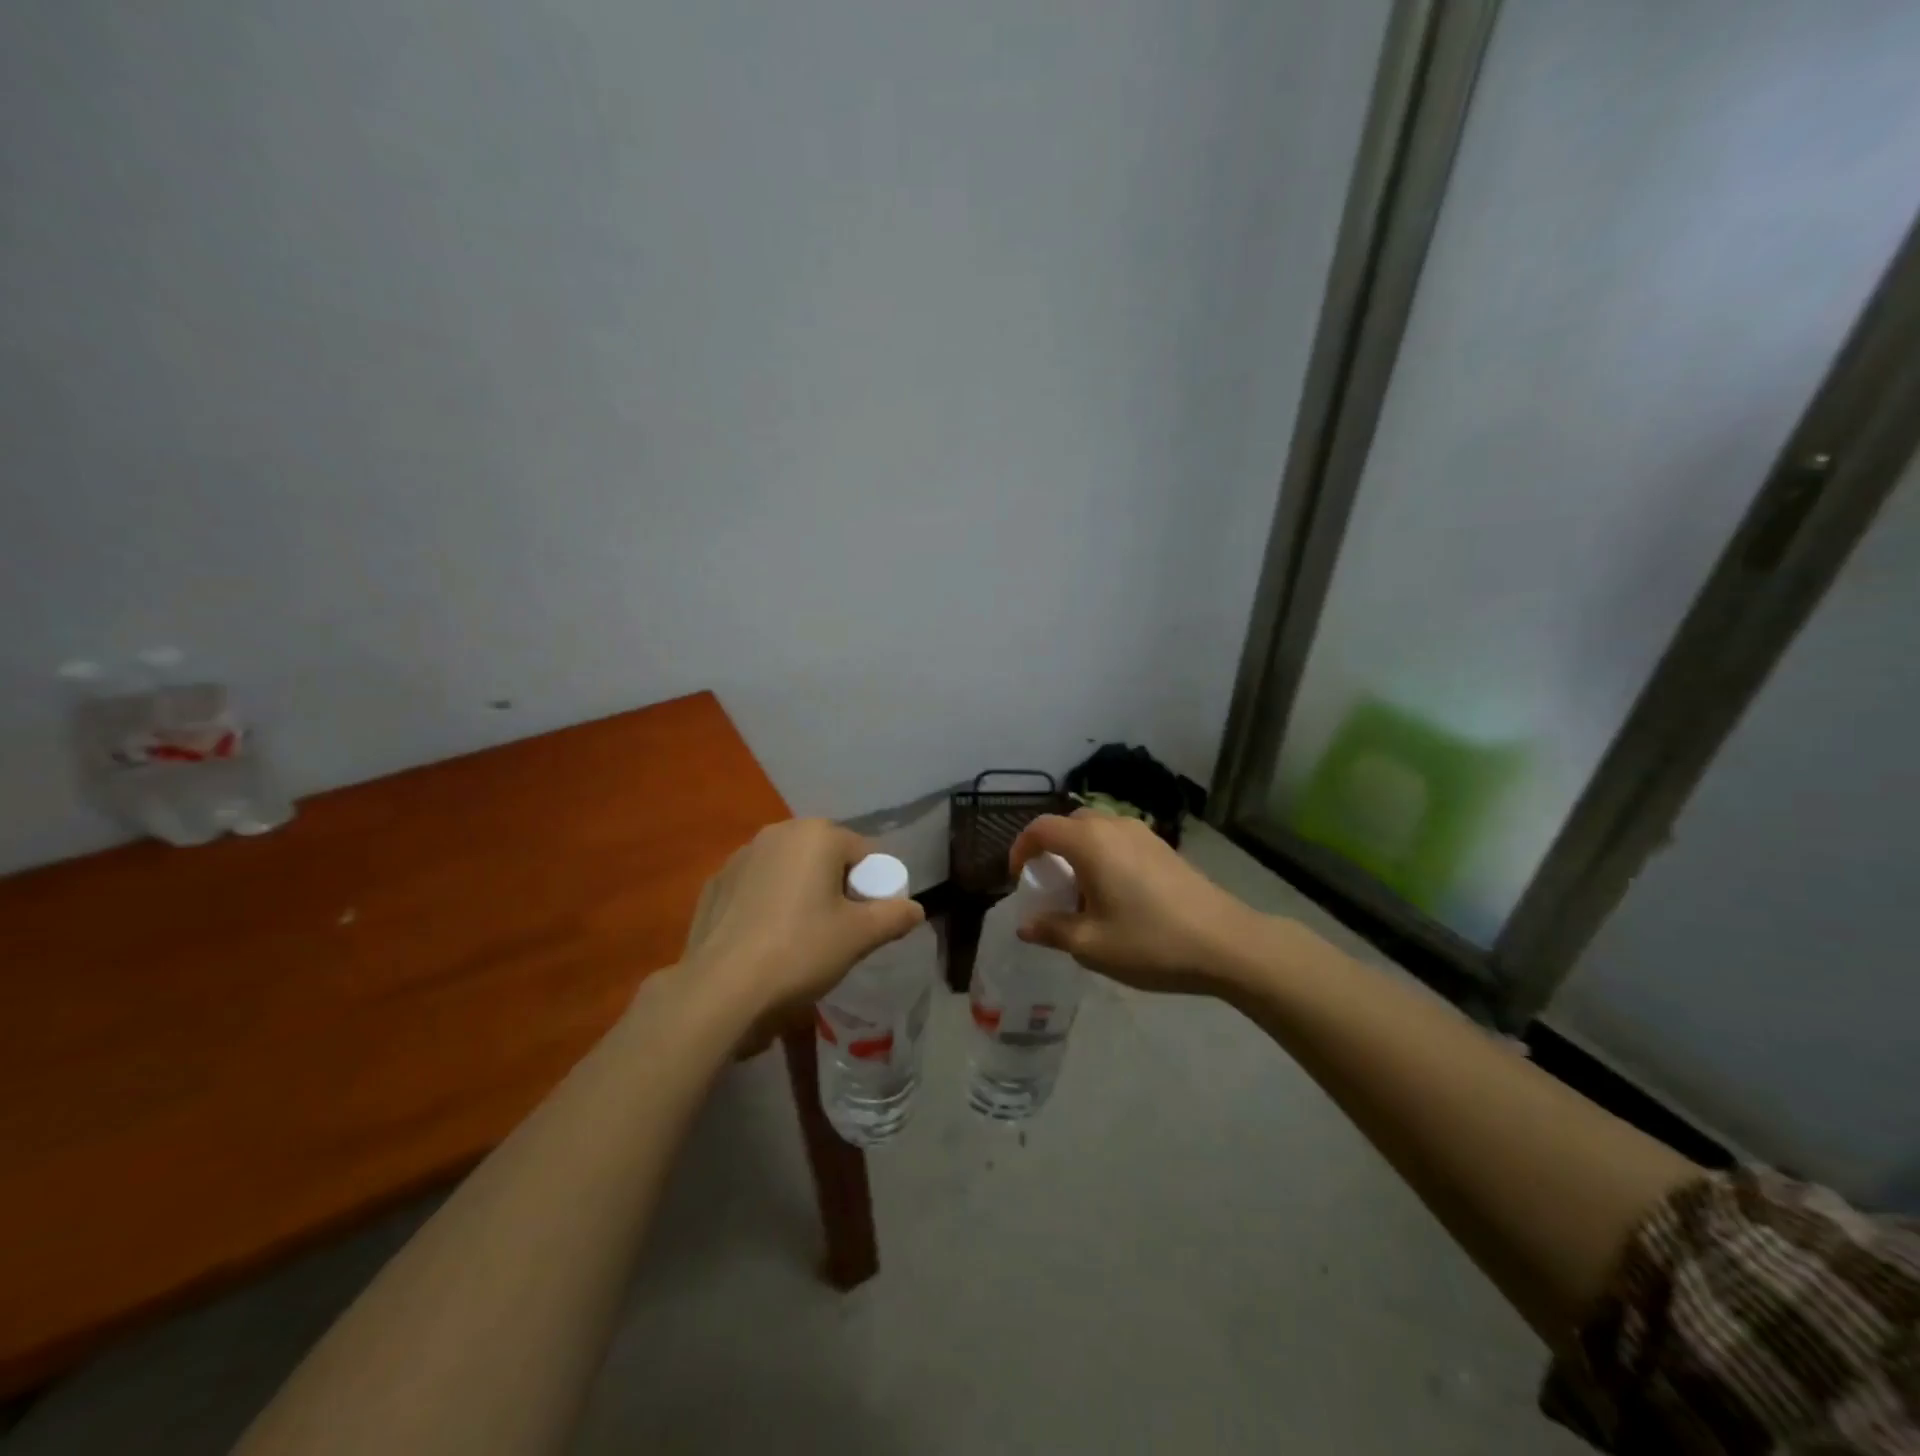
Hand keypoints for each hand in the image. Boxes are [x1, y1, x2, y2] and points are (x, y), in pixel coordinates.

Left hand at [677, 819, 923, 1031]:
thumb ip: (893, 916)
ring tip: (799, 938)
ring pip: (788, 870)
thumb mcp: (859, 937)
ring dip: (801, 892)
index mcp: (816, 835)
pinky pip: (756, 887)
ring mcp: (740, 856)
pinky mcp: (714, 884)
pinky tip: (764, 941)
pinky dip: (767, 904)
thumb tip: (916, 909)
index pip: (864, 853)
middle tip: (838, 930)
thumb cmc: (800, 951)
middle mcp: (777, 833)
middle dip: (836, 886)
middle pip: (825, 856)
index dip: (873, 887)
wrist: (720, 989)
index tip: (868, 923)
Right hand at [1008, 811, 1269, 994]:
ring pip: (1097, 830)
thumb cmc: (1151, 942)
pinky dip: (1104, 855)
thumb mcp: (1091, 945)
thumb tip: (1025, 925)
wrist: (1226, 943)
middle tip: (1049, 884)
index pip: (1041, 828)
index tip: (1018, 878)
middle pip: (1069, 823)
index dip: (1021, 849)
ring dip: (1079, 851)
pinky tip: (1116, 893)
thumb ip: (1052, 930)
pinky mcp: (1164, 847)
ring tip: (1082, 892)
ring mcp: (1143, 834)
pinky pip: (1120, 840)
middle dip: (1051, 848)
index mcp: (1090, 843)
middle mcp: (1114, 827)